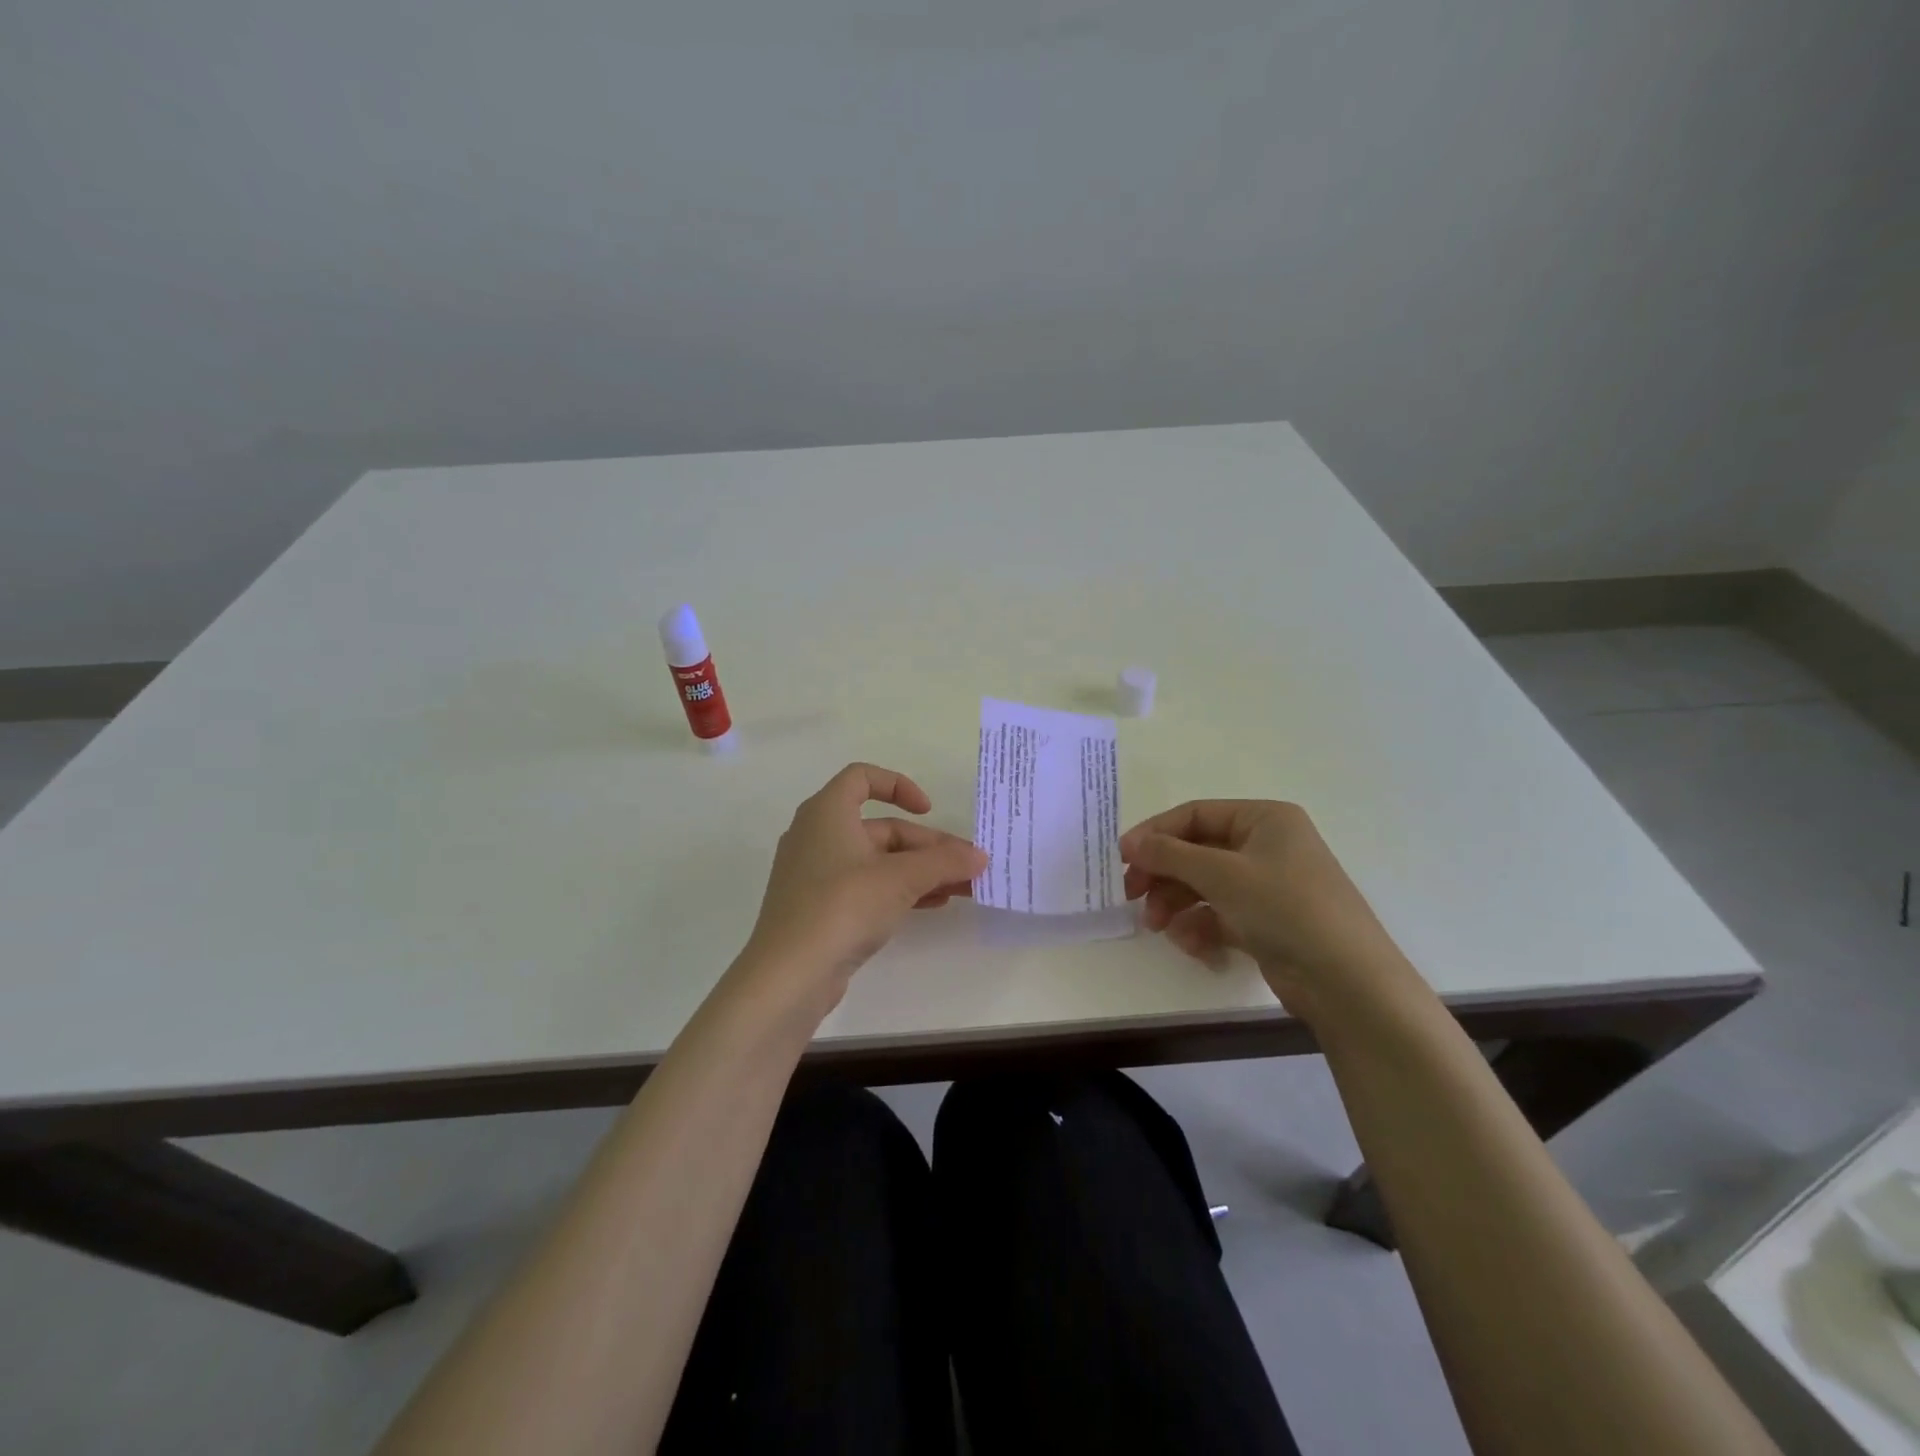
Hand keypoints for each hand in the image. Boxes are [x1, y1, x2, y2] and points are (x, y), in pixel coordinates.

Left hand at [737, 763, 986, 1015]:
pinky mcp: (820, 908)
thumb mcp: (901, 878)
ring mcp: (816, 875)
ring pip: (877, 861)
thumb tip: (980, 856)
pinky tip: (932, 905)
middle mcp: (817, 835)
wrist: (790, 975)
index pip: (862, 777)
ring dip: (920, 871)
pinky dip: (899, 890)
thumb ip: (944, 862)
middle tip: (966, 867)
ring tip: (961, 889)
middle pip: (881, 827)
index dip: (899, 786)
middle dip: (927, 845)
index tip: (929, 810)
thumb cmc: (843, 906)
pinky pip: (866, 886)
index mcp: (826, 812)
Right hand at [1120, 800, 1414, 1019]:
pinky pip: (1220, 914)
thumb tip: (1132, 843)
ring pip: (1204, 885)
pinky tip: (1192, 946)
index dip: (1155, 833)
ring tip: (1159, 928)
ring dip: (1176, 904)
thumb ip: (1170, 854)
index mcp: (1264, 819)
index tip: (1122, 857)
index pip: (1195, 815)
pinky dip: (1200, 927)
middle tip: (1131, 895)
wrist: (1347, 982)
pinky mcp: (1266, 922)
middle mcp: (1266, 845)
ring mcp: (1267, 886)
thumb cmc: (1285, 908)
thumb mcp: (1222, 874)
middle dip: (1163, 875)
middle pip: (1196, 851)